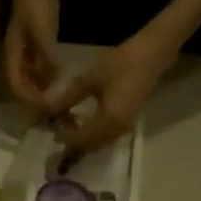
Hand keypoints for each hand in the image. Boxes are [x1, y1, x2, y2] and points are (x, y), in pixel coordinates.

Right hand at [6, 0, 61, 106]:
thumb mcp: (42, 30)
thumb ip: (47, 59)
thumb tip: (54, 86)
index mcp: (12, 51)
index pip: (16, 85)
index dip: (30, 99)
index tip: (47, 108)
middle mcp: (17, 50)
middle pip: (24, 82)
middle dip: (38, 96)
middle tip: (58, 107)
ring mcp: (28, 41)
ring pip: (33, 73)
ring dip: (45, 85)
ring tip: (63, 95)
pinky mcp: (40, 33)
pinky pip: (43, 61)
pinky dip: (52, 71)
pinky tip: (66, 73)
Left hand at [45, 31, 178, 151]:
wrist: (151, 55)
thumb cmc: (122, 63)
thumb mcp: (91, 78)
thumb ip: (69, 97)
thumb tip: (49, 109)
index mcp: (109, 120)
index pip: (82, 138)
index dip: (66, 138)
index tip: (53, 133)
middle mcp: (118, 130)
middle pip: (91, 145)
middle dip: (74, 142)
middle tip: (59, 131)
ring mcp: (125, 127)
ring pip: (100, 143)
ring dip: (84, 139)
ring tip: (70, 128)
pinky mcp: (128, 122)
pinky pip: (108, 136)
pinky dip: (94, 134)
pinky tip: (85, 123)